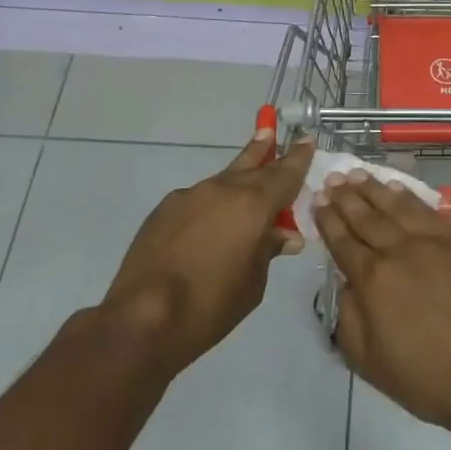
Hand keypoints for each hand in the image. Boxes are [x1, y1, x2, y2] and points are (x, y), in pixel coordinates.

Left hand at [103, 129, 312, 374]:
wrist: (142, 318)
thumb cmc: (210, 305)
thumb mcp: (254, 283)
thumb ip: (269, 250)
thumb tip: (284, 235)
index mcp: (253, 204)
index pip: (285, 173)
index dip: (299, 157)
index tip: (308, 139)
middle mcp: (223, 189)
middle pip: (251, 162)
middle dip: (264, 149)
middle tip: (270, 131)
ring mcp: (191, 195)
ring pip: (222, 181)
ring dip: (236, 182)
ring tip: (243, 189)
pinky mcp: (165, 209)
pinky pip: (197, 200)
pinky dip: (209, 207)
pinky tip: (205, 229)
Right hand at [313, 172, 450, 438]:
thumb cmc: (426, 378)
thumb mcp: (369, 362)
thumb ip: (348, 317)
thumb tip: (345, 283)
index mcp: (373, 280)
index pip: (343, 242)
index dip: (328, 221)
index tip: (317, 201)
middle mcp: (399, 251)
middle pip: (365, 217)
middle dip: (345, 197)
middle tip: (331, 179)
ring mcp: (431, 241)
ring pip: (395, 206)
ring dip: (372, 189)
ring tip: (356, 174)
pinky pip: (426, 209)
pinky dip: (407, 196)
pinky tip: (395, 188)